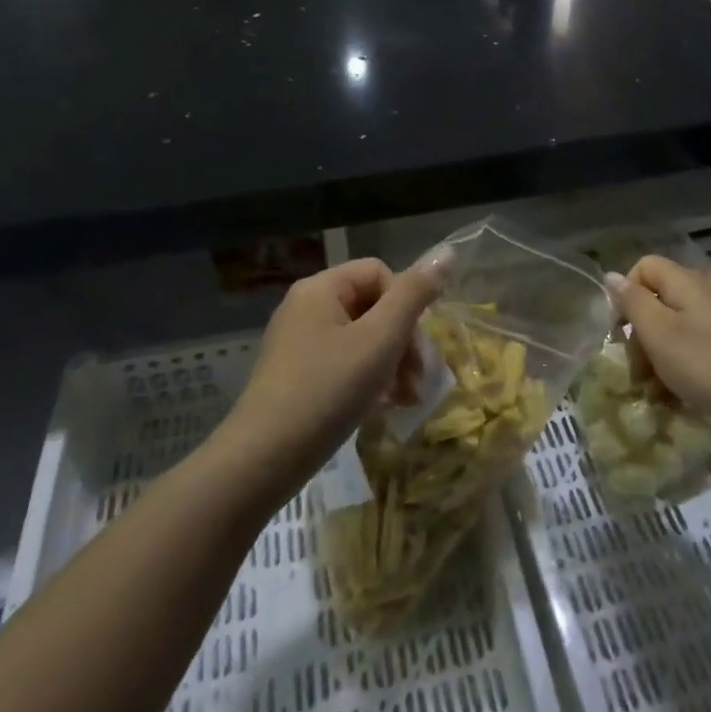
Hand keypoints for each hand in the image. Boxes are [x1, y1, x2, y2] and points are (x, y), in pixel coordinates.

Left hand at [221, 253, 447, 501]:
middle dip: (403, 341)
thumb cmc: (328, 390)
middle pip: (373, 306)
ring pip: (362, 338)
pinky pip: (345, 363)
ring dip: (392, 364)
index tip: (415, 345)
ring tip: (405, 400)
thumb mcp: (380, 339)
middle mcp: (306, 307)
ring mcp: (299, 342)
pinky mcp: (298, 375)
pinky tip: (382, 407)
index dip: (407, 304)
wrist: (264, 459)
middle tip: (417, 381)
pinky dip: (369, 380)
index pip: (380, 273)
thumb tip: (446, 252)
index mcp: (321, 288)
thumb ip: (414, 294)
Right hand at [604, 256, 710, 434]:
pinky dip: (681, 367)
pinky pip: (696, 345)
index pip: (644, 267)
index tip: (619, 331)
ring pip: (676, 328)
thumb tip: (611, 276)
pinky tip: (676, 397)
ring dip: (658, 358)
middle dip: (640, 336)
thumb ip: (632, 302)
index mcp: (686, 281)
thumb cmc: (706, 364)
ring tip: (655, 393)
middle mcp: (706, 290)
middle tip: (637, 372)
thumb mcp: (658, 333)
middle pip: (658, 300)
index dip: (625, 295)